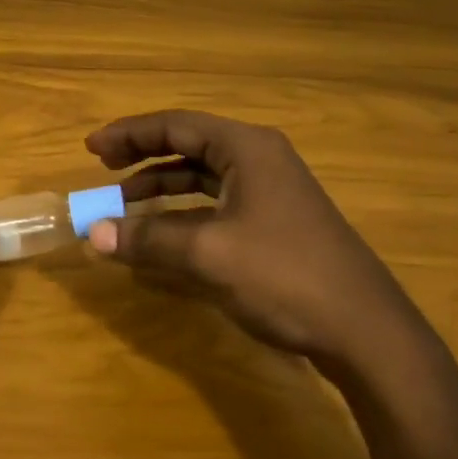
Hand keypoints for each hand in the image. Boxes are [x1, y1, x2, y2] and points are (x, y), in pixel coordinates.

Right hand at [84, 110, 424, 369]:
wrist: (367, 333)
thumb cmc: (285, 277)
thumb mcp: (208, 255)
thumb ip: (147, 239)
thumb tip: (92, 235)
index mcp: (247, 148)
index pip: (176, 125)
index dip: (129, 134)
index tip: (90, 148)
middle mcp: (259, 159)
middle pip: (189, 144)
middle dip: (142, 155)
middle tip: (101, 166)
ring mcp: (271, 191)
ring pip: (202, 175)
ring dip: (161, 185)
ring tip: (123, 201)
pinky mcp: (275, 222)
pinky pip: (216, 202)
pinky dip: (183, 210)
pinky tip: (163, 231)